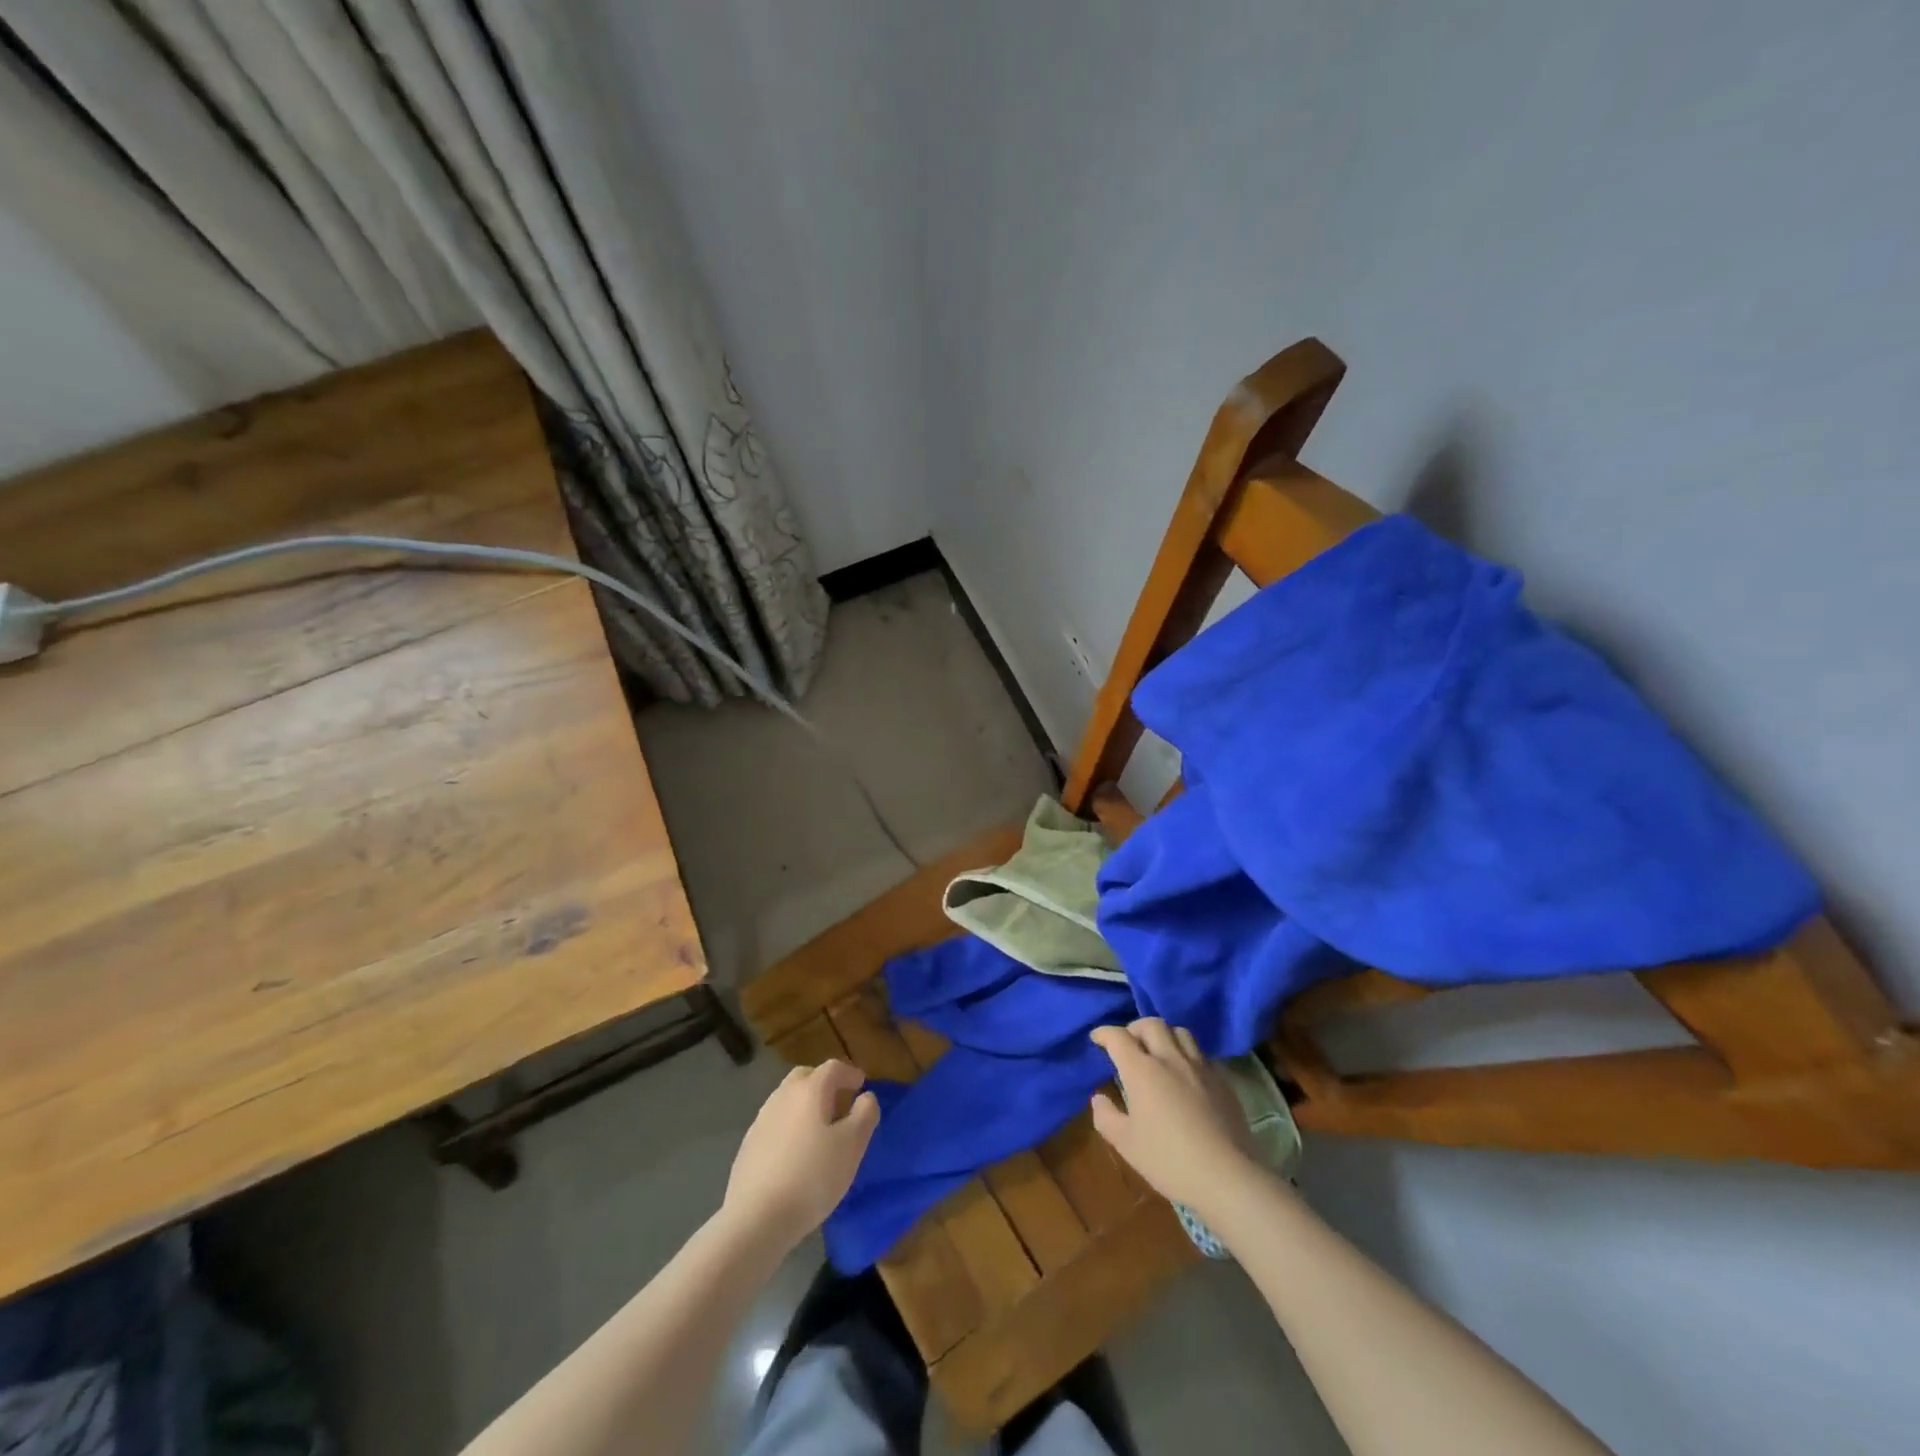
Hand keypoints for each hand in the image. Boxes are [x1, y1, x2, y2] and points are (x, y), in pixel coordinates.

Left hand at [722, 1060, 879, 1251]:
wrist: (756, 1219)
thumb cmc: (812, 1177)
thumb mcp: (852, 1146)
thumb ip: (865, 1115)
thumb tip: (866, 1097)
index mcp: (810, 1090)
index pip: (833, 1067)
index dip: (850, 1073)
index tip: (862, 1084)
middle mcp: (782, 1096)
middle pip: (805, 1077)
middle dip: (824, 1083)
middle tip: (840, 1102)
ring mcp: (761, 1120)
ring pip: (787, 1099)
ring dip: (806, 1104)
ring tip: (820, 1128)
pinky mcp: (748, 1145)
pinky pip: (775, 1123)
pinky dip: (790, 1125)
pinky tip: (796, 1152)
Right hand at [1090, 1019, 1259, 1217]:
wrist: (1227, 1177)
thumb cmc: (1169, 1161)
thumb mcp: (1126, 1144)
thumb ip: (1106, 1117)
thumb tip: (1099, 1098)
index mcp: (1142, 1070)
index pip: (1118, 1037)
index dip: (1104, 1033)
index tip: (1097, 1038)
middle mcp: (1170, 1059)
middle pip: (1151, 1024)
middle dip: (1135, 1028)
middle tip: (1128, 1043)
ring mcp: (1200, 1067)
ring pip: (1180, 1032)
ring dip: (1164, 1035)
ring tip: (1158, 1052)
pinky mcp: (1222, 1081)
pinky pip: (1201, 1055)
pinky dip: (1187, 1055)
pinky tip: (1186, 1075)